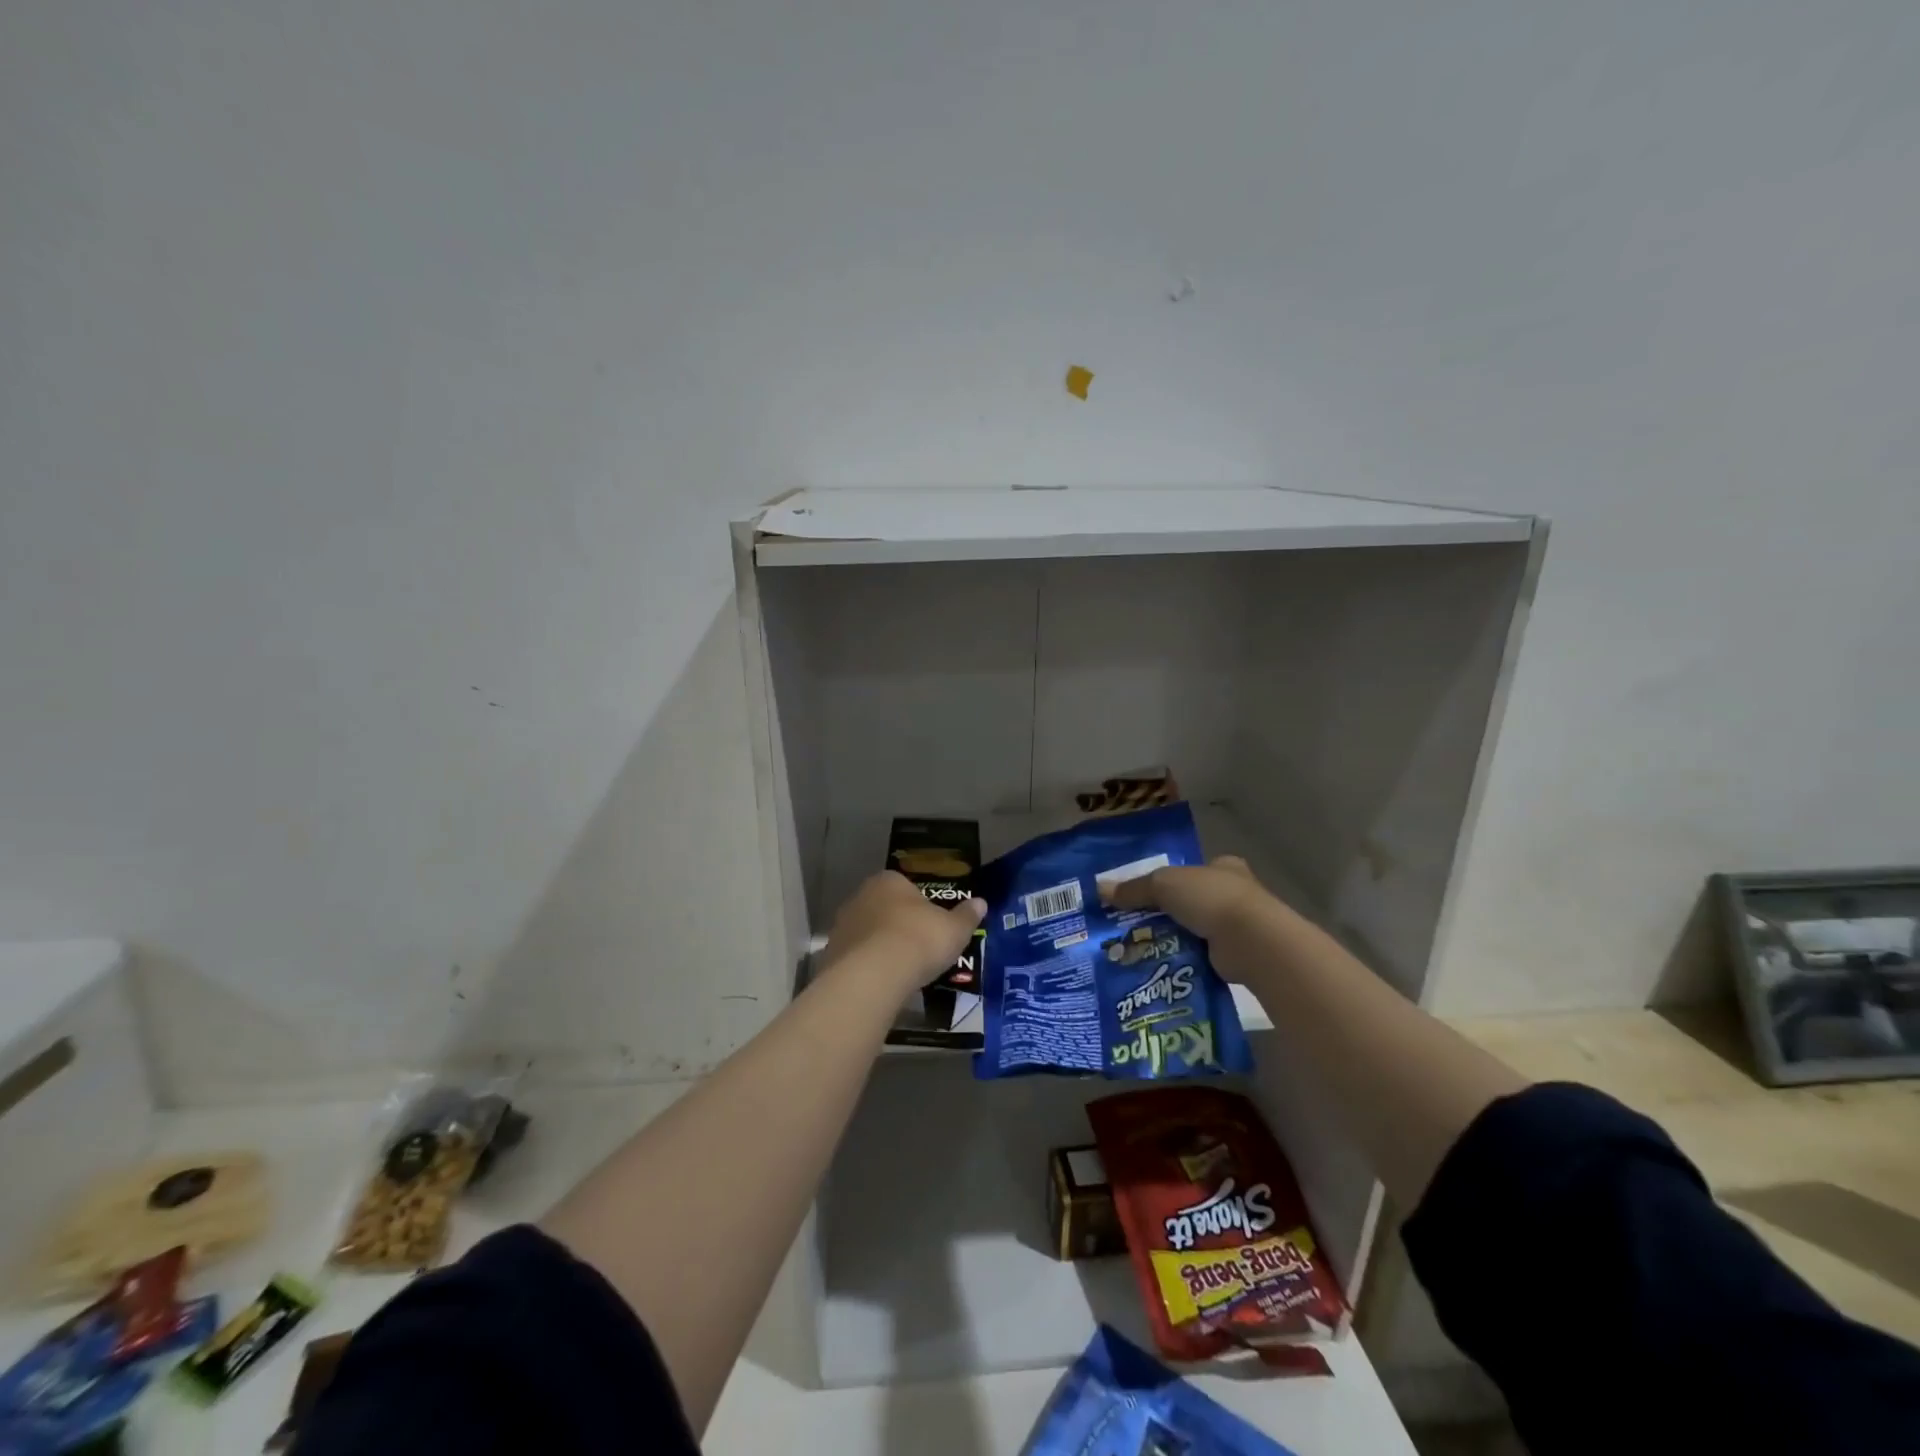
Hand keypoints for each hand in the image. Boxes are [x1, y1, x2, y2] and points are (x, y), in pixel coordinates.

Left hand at [820, 871, 985, 995]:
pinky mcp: (831, 955)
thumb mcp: (954, 929)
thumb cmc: (918, 940)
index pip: (906, 887)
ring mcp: (842, 926)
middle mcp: (860, 896)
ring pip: (868, 934)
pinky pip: (856, 959)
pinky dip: (868, 968)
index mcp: (889, 881)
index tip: (932, 927)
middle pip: (884, 909)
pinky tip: (883, 984)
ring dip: (881, 948)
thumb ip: (966, 916)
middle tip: (919, 949)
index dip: (921, 907)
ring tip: (902, 972)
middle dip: (899, 926)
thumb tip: (980, 902)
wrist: (873, 976)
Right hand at [1106, 856, 1279, 979]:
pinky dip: (1181, 961)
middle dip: (1164, 913)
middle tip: (1131, 926)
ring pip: (1193, 931)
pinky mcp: (1234, 956)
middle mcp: (1233, 894)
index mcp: (1222, 867)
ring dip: (1171, 940)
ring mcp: (1237, 927)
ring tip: (1137, 950)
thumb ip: (1134, 888)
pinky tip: (1158, 967)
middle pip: (1189, 902)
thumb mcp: (1163, 884)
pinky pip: (1199, 956)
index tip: (1143, 895)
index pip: (1191, 870)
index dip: (1168, 880)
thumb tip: (1100, 890)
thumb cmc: (1210, 898)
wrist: (1251, 942)